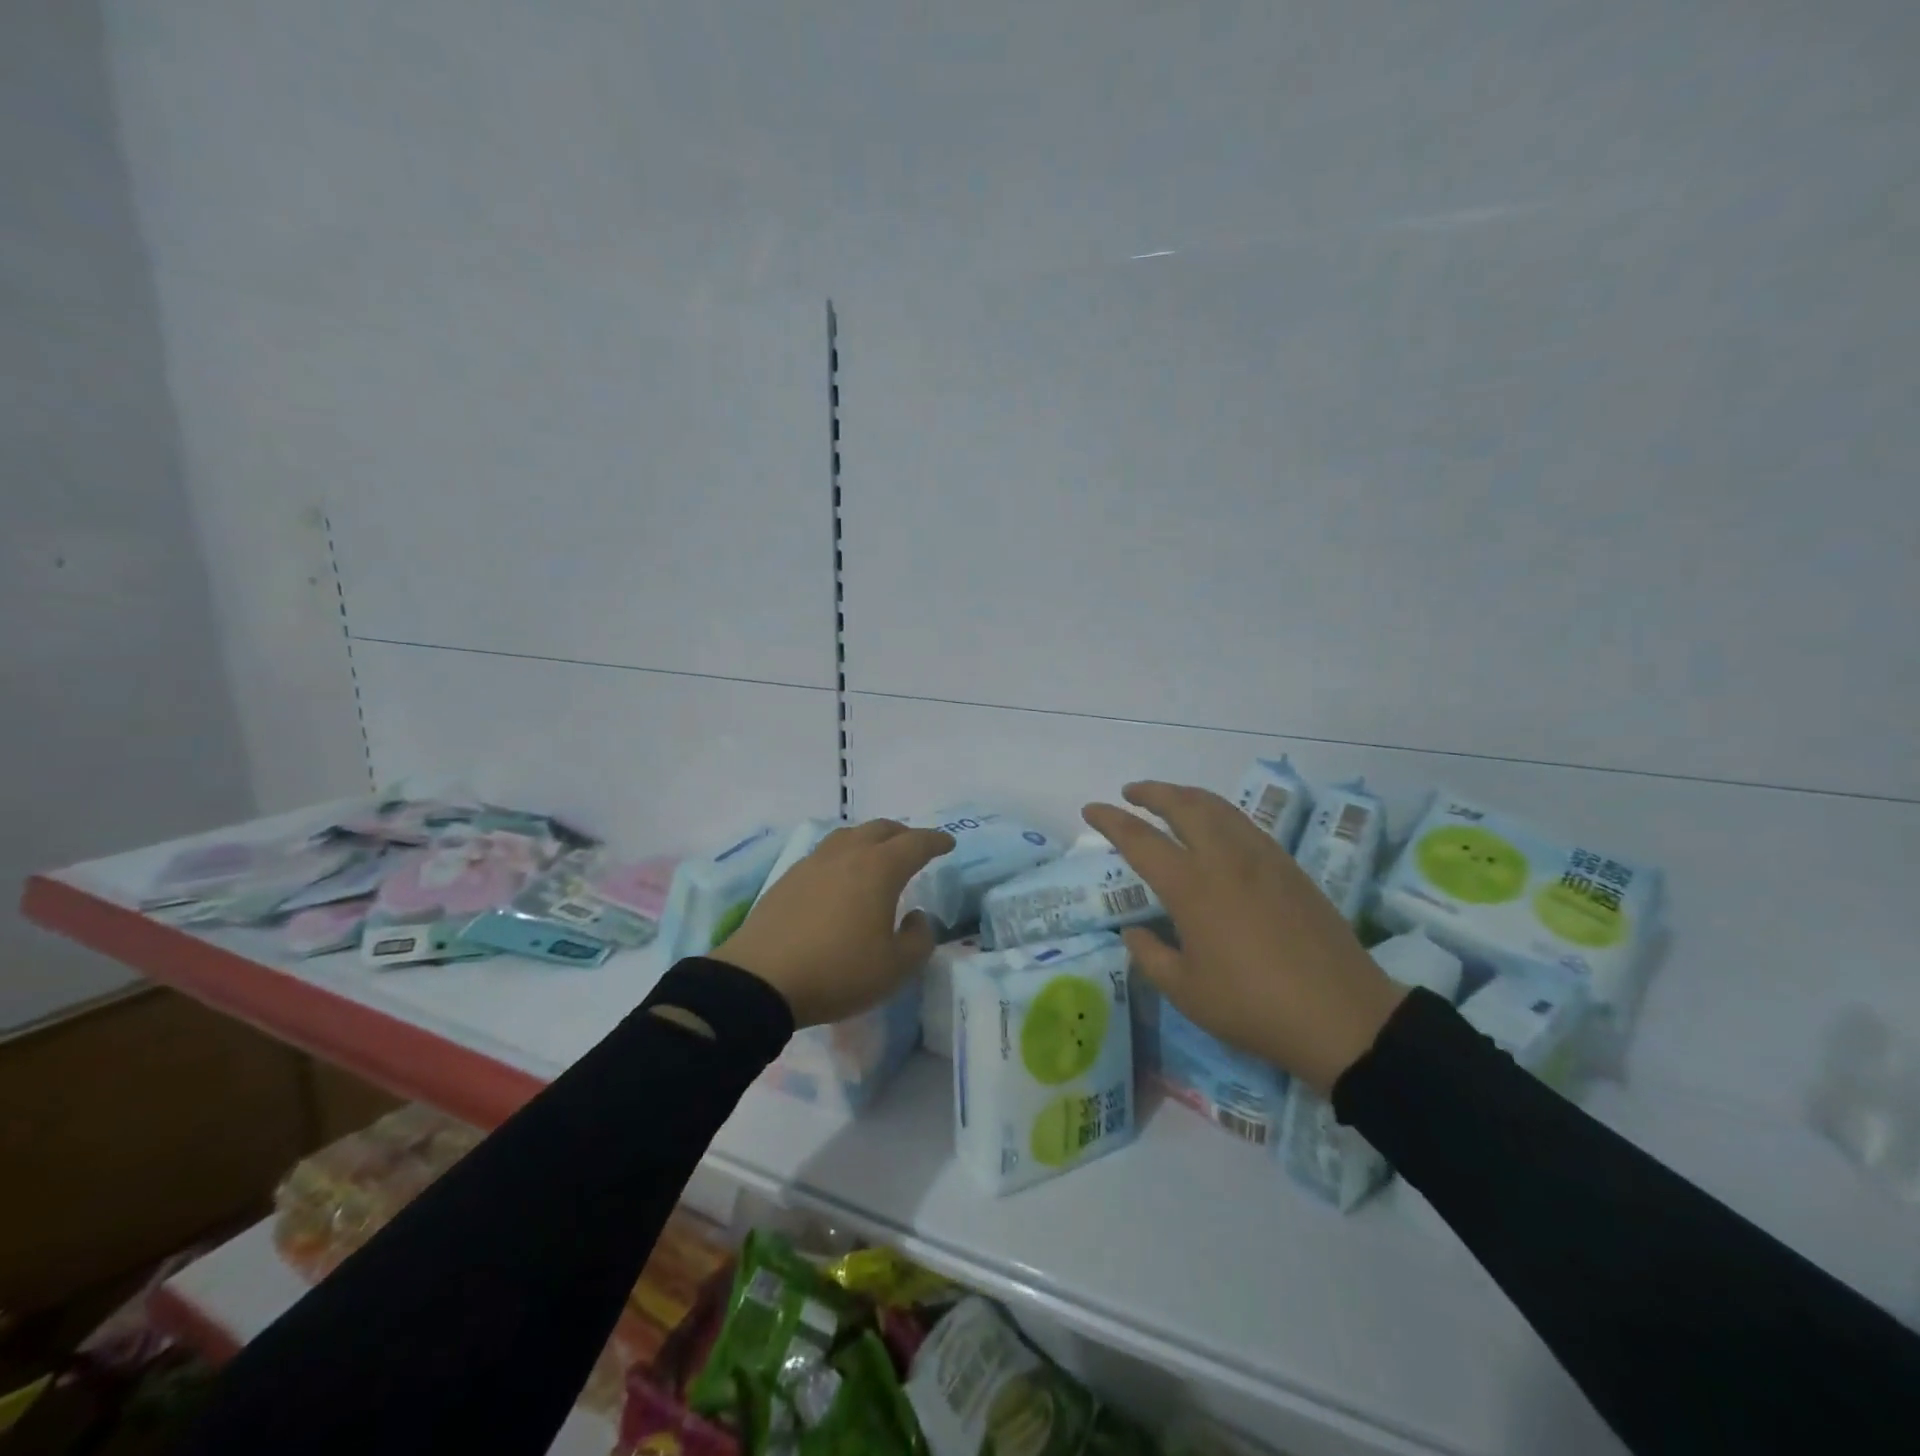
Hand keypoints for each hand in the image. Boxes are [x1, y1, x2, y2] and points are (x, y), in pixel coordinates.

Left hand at [715, 820, 955, 1027]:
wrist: (760, 981)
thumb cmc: (838, 972)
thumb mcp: (895, 968)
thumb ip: (919, 939)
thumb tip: (917, 917)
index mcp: (879, 869)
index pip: (916, 843)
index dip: (935, 841)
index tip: (948, 843)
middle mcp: (847, 855)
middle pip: (880, 829)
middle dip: (903, 834)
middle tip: (915, 847)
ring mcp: (813, 863)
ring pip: (848, 836)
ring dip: (870, 839)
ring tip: (876, 855)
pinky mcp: (788, 879)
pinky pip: (825, 854)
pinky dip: (843, 855)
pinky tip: (840, 877)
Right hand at [1083, 782, 1404, 1094]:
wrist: (1342, 1016)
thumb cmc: (1253, 1007)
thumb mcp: (1186, 991)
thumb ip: (1150, 956)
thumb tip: (1134, 931)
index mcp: (1192, 886)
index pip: (1140, 839)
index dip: (1110, 820)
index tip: (1091, 809)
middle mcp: (1225, 858)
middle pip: (1183, 805)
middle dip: (1151, 792)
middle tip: (1130, 793)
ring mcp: (1262, 858)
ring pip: (1218, 807)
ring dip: (1187, 796)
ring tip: (1170, 801)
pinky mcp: (1289, 867)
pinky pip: (1244, 824)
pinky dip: (1218, 813)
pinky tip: (1216, 830)